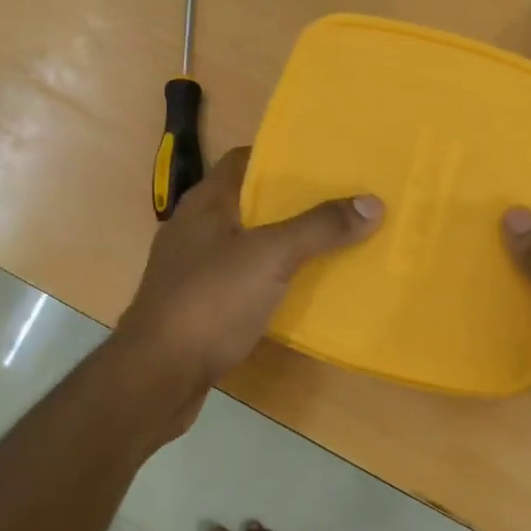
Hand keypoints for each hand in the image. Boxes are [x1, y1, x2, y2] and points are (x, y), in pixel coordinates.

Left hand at [116, 147, 383, 424]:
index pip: (244, 160)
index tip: (324, 161)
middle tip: (340, 202)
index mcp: (206, 203)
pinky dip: (271, 279)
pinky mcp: (199, 305)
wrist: (157, 374)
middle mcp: (196, 229)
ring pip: (248, 244)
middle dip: (293, 202)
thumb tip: (372, 202)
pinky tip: (300, 289)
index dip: (282, 155)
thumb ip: (319, 228)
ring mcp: (194, 269)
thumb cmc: (210, 300)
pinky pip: (243, 280)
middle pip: (250, 203)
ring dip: (283, 243)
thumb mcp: (270, 257)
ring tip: (330, 242)